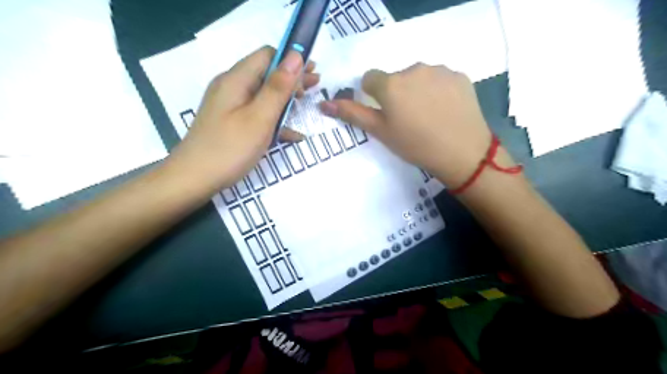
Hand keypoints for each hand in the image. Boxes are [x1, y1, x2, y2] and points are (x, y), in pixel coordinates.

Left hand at [162, 46, 316, 191]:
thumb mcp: (259, 117)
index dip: (292, 60)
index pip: (267, 55)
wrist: (193, 180)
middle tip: (316, 86)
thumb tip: (296, 56)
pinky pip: (257, 114)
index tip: (313, 71)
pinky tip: (293, 134)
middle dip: (292, 78)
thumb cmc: (230, 149)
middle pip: (266, 74)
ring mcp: (230, 107)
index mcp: (236, 80)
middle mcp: (231, 87)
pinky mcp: (231, 123)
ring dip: (286, 97)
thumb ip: (278, 87)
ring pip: (263, 95)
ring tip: (306, 103)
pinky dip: (275, 119)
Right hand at [320, 63, 502, 189]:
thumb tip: (324, 104)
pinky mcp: (459, 76)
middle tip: (408, 119)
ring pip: (419, 77)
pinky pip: (441, 79)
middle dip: (397, 93)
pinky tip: (445, 110)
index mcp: (390, 83)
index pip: (370, 79)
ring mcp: (439, 70)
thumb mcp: (380, 132)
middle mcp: (413, 69)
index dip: (374, 96)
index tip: (385, 113)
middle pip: (396, 78)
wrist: (462, 153)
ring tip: (428, 116)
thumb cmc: (415, 145)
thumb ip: (352, 114)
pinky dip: (439, 90)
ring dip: (418, 90)